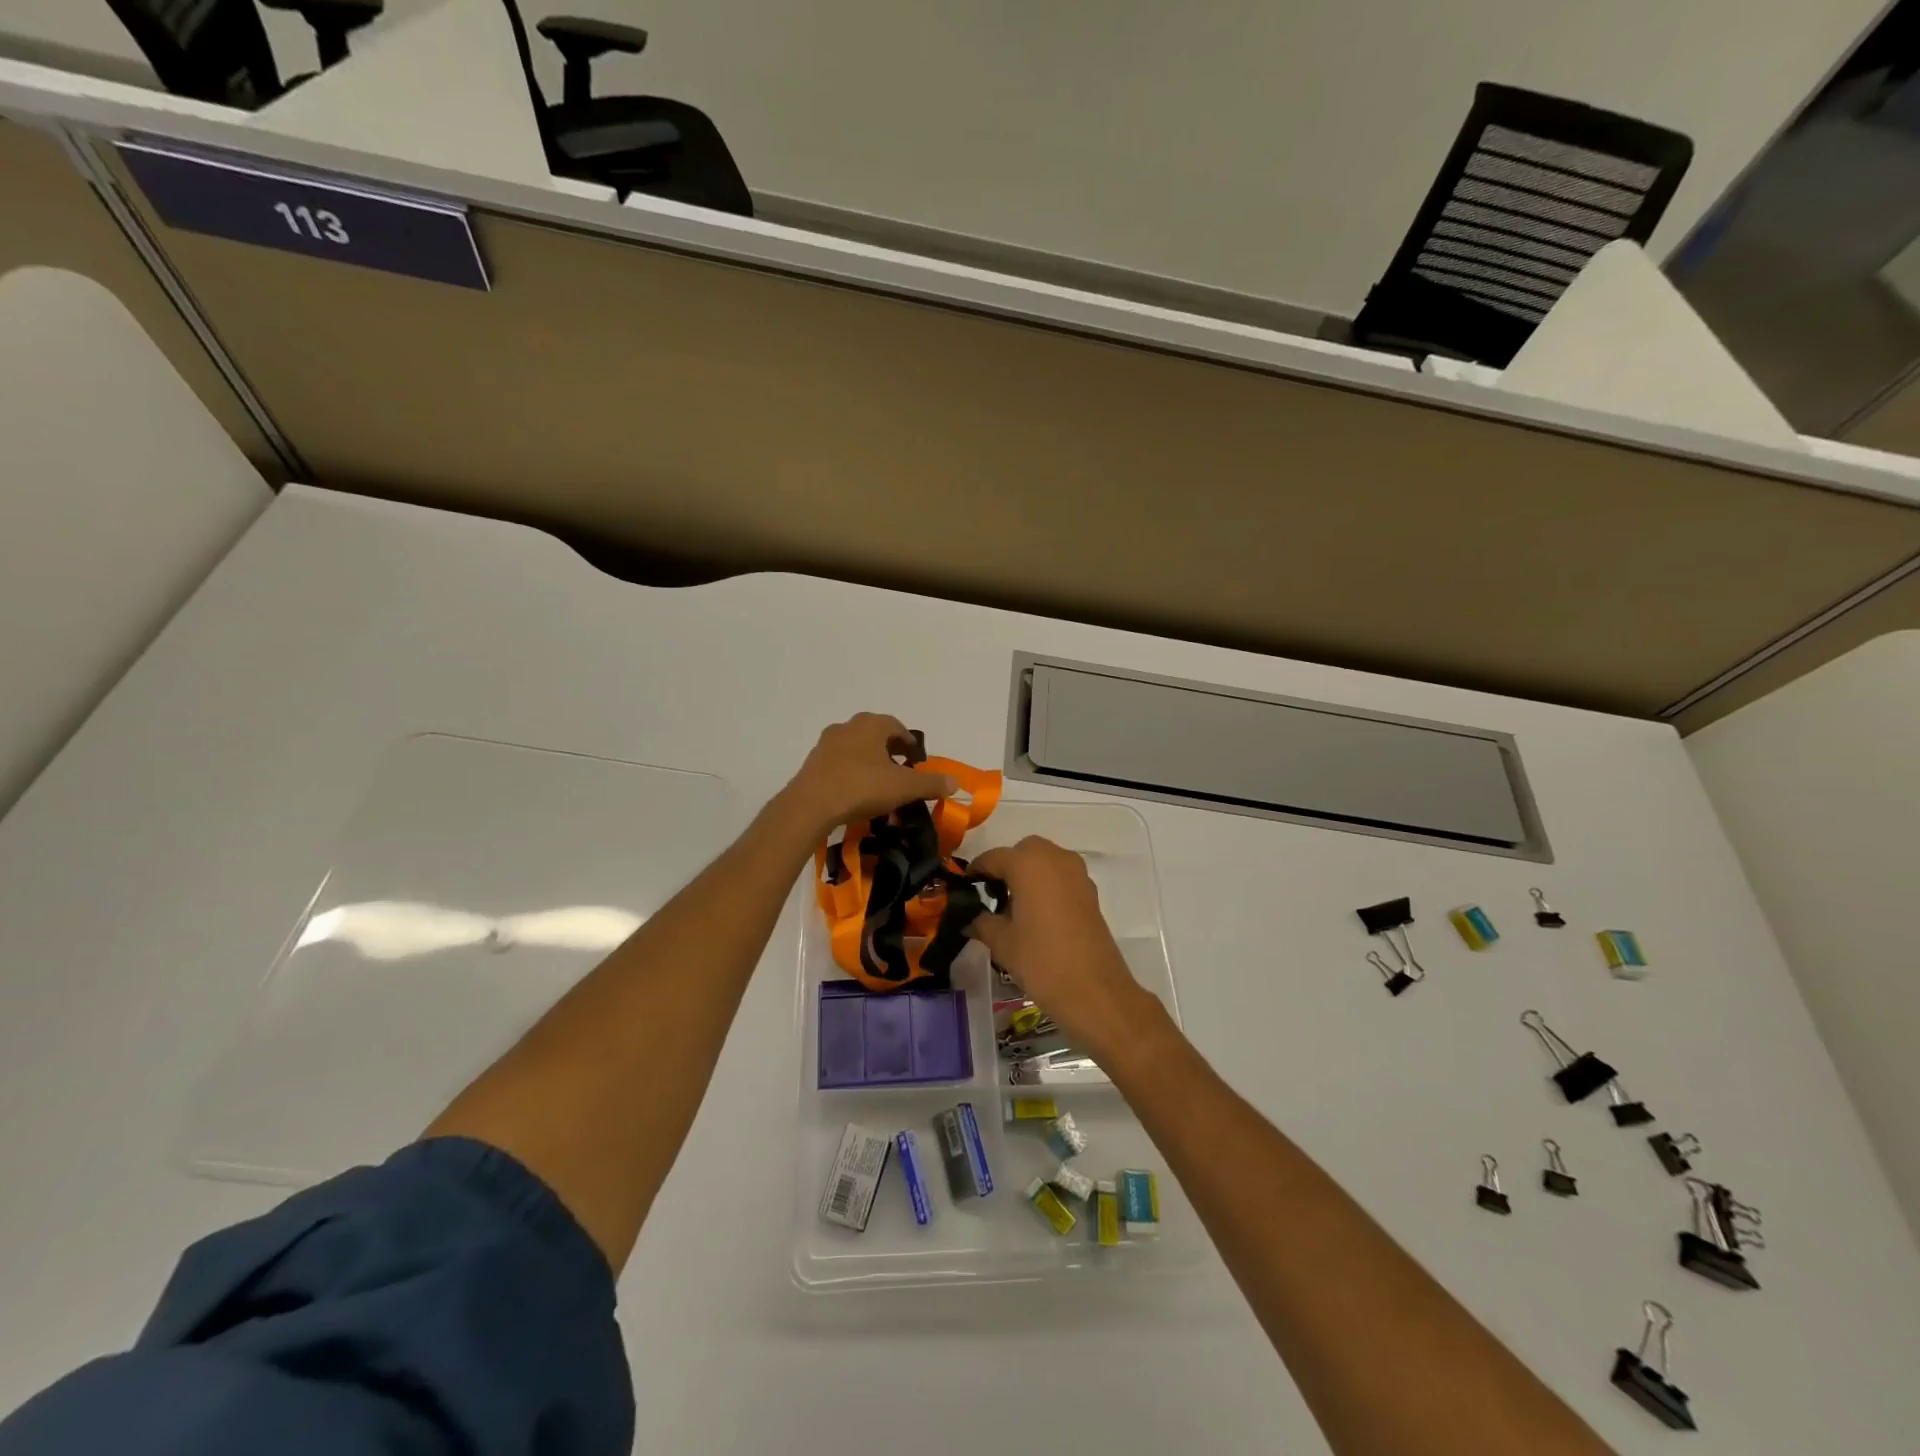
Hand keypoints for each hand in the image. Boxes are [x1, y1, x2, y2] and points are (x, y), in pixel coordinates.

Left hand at [780, 713, 957, 835]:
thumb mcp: (903, 788)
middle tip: (900, 767)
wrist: (811, 805)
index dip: (909, 742)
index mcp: (871, 725)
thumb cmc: (862, 787)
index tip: (916, 758)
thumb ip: (930, 784)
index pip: (896, 726)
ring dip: (868, 759)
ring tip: (878, 781)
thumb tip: (955, 783)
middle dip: (888, 748)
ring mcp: (826, 744)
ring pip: (854, 747)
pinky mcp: (812, 763)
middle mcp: (847, 727)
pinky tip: (855, 791)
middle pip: (874, 734)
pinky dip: (850, 771)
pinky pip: (838, 763)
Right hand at [966, 836, 1165, 1065]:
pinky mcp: (1090, 892)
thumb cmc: (1041, 961)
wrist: (1094, 991)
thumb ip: (982, 922)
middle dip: (1006, 866)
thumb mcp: (1002, 942)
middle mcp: (1054, 858)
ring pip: (1045, 861)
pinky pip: (1061, 876)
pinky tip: (1037, 915)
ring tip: (1014, 906)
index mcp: (1028, 863)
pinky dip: (1047, 884)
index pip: (993, 858)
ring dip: (1028, 873)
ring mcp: (1077, 874)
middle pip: (1023, 851)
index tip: (964, 887)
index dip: (976, 871)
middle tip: (992, 894)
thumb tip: (970, 918)